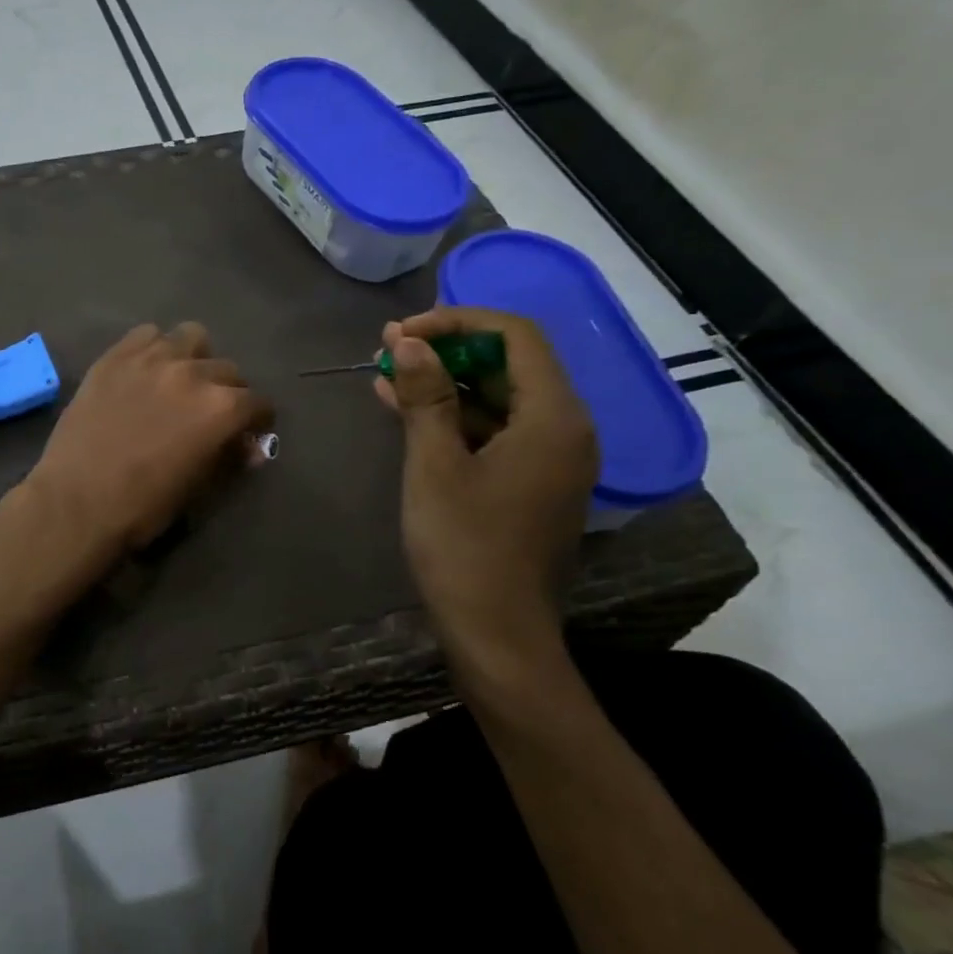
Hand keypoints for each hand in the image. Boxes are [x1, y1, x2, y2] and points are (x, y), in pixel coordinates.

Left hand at [29, 323, 271, 556]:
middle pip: (227, 369)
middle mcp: (192, 373)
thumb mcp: (198, 489)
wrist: (75, 501)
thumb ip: (228, 459)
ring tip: (179, 381)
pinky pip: (146, 335)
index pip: (257, 403)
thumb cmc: (142, 506)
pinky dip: (154, 349)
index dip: (256, 421)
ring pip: (191, 338)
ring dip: (194, 358)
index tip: (246, 432)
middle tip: (209, 412)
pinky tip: (145, 372)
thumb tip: (250, 448)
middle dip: (227, 391)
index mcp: (221, 408)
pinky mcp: (114, 357)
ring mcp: (151, 359)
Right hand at [375, 307, 597, 689]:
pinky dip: (453, 417)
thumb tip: (409, 340)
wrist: (496, 632)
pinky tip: (403, 409)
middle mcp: (564, 429)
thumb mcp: (435, 464)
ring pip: (498, 398)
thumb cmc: (464, 545)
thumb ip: (427, 396)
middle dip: (447, 349)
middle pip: (509, 364)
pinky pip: (494, 431)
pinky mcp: (531, 483)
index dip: (457, 320)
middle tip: (389, 349)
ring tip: (387, 373)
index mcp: (554, 417)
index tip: (404, 332)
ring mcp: (550, 459)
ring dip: (445, 382)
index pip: (516, 336)